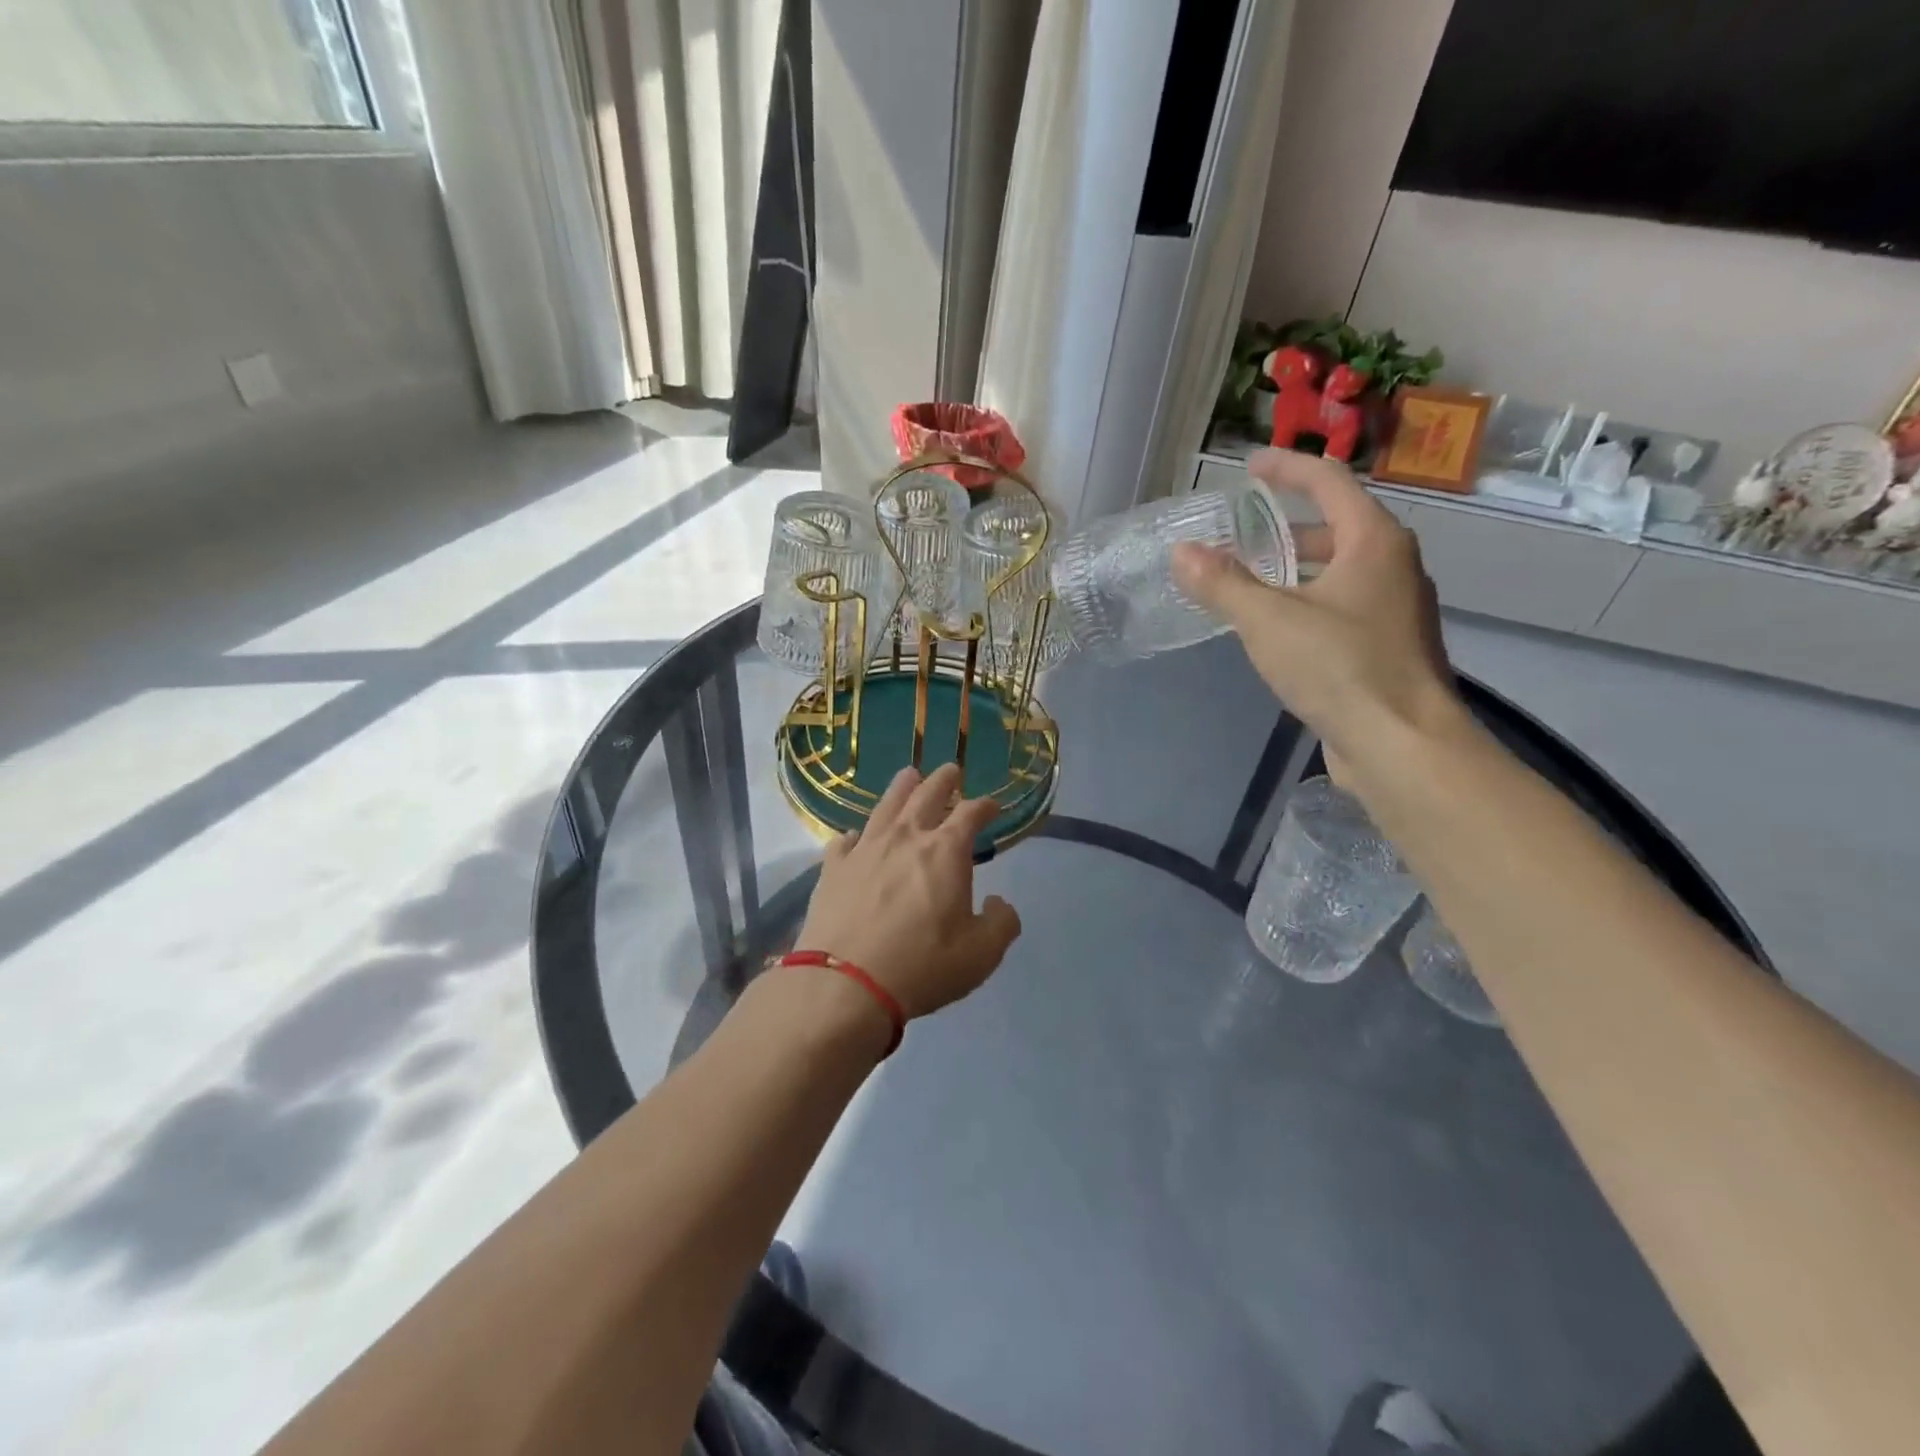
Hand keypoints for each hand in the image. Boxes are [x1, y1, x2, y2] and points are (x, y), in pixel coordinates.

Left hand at [794, 763, 1021, 1019]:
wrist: (846, 984)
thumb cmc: (922, 966)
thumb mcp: (981, 954)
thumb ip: (1001, 923)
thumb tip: (999, 903)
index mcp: (946, 851)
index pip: (970, 813)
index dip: (984, 806)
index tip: (992, 805)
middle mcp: (905, 838)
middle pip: (927, 795)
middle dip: (944, 780)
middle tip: (952, 770)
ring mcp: (865, 849)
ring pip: (886, 805)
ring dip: (902, 788)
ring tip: (909, 775)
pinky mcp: (833, 868)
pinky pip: (845, 841)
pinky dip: (856, 835)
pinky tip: (856, 837)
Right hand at [1171, 449, 1462, 755]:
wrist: (1402, 744)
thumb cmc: (1340, 668)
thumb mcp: (1269, 621)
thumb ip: (1223, 584)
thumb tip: (1182, 552)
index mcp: (1374, 542)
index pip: (1329, 483)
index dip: (1287, 469)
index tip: (1250, 466)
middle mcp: (1393, 566)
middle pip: (1337, 527)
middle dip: (1287, 527)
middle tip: (1241, 534)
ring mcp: (1395, 610)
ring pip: (1339, 572)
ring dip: (1295, 569)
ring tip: (1249, 581)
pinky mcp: (1387, 648)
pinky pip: (1341, 607)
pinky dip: (1307, 603)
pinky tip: (1276, 630)